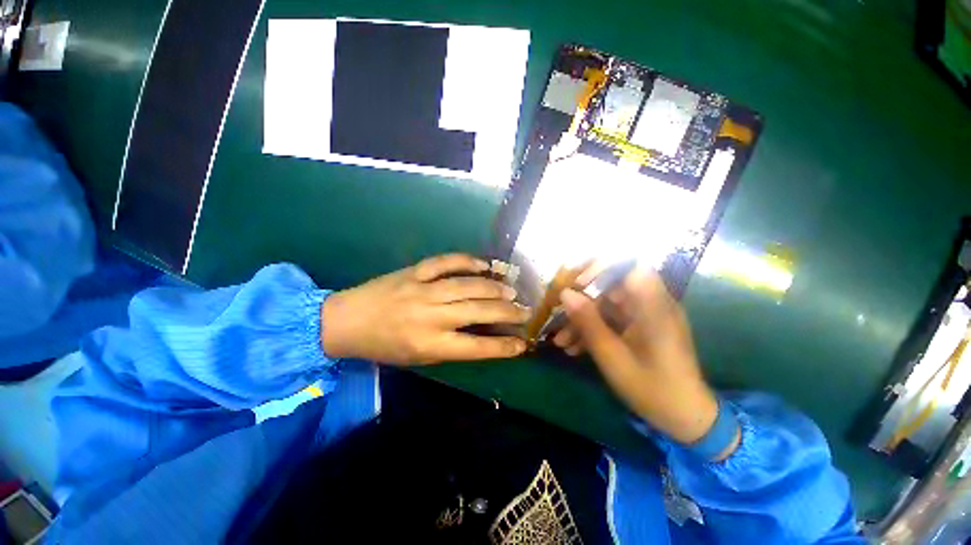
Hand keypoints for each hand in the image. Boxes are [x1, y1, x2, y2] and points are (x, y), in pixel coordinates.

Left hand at [320, 254, 528, 364]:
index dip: (503, 347)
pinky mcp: (414, 271)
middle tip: (525, 311)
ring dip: (494, 288)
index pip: (476, 347)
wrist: (345, 321)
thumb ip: (449, 347)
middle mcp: (429, 316)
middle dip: (507, 312)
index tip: (522, 343)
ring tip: (512, 291)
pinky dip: (467, 261)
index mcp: (428, 344)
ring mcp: (422, 290)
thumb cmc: (383, 346)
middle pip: (477, 312)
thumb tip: (481, 335)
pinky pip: (445, 262)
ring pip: (467, 285)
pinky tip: (484, 264)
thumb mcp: (417, 358)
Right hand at [559, 269, 737, 457]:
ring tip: (560, 341)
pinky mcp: (638, 328)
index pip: (629, 265)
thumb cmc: (652, 388)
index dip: (601, 268)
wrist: (684, 418)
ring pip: (606, 306)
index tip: (577, 284)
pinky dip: (593, 330)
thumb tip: (565, 293)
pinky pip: (611, 320)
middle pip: (611, 287)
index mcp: (653, 305)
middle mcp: (651, 304)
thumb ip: (588, 322)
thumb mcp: (612, 356)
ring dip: (582, 320)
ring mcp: (644, 317)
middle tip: (559, 315)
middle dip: (582, 301)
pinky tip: (573, 348)